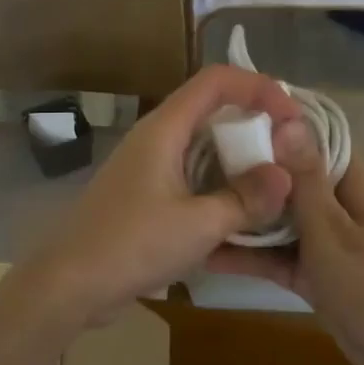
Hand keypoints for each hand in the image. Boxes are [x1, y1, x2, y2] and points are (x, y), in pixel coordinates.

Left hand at [8, 68, 304, 330]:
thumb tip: (285, 176)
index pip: (216, 81)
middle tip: (291, 151)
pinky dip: (220, 182)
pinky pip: (191, 174)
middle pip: (211, 108)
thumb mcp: (199, 225)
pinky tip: (242, 211)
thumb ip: (246, 199)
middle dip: (254, 122)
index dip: (259, 87)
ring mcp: (147, 166)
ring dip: (238, 156)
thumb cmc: (132, 245)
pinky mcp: (145, 194)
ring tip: (276, 181)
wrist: (70, 283)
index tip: (294, 117)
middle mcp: (155, 138)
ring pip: (202, 144)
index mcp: (164, 129)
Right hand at [208, 121, 363, 364]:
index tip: (227, 110)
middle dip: (246, 167)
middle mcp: (332, 205)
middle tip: (191, 156)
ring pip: (274, 218)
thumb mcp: (333, 232)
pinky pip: (272, 257)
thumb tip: (286, 118)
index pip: (310, 137)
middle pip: (285, 176)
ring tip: (190, 200)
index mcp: (348, 184)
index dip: (274, 120)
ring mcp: (320, 242)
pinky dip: (246, 256)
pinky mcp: (309, 275)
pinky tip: (204, 252)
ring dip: (241, 213)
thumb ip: (305, 180)